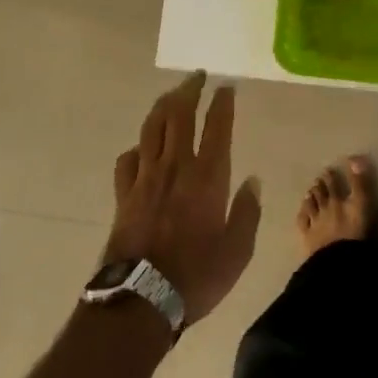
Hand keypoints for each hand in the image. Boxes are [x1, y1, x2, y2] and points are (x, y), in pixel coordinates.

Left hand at [105, 71, 261, 323]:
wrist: (139, 301)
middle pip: (179, 114)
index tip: (226, 87)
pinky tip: (142, 148)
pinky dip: (137, 147)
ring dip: (163, 106)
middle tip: (197, 77)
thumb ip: (247, 213)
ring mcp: (146, 178)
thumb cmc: (195, 277)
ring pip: (152, 127)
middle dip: (189, 90)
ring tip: (172, 96)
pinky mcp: (124, 194)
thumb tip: (253, 181)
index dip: (222, 102)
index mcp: (207, 177)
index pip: (217, 126)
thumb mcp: (236, 252)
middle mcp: (176, 166)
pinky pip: (128, 159)